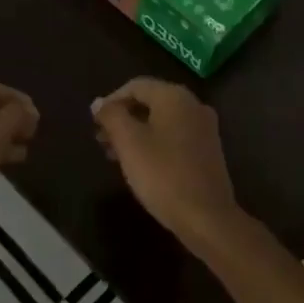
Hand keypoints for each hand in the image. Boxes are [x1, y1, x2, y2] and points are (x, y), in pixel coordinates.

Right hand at [91, 78, 238, 240]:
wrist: (206, 216)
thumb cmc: (162, 174)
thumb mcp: (129, 143)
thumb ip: (112, 116)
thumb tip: (99, 103)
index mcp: (175, 97)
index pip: (136, 86)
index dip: (111, 101)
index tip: (95, 124)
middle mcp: (194, 105)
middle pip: (150, 102)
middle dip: (123, 118)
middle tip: (101, 139)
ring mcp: (204, 128)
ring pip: (161, 121)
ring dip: (135, 132)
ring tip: (114, 154)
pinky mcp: (208, 150)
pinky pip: (174, 136)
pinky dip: (153, 143)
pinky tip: (139, 164)